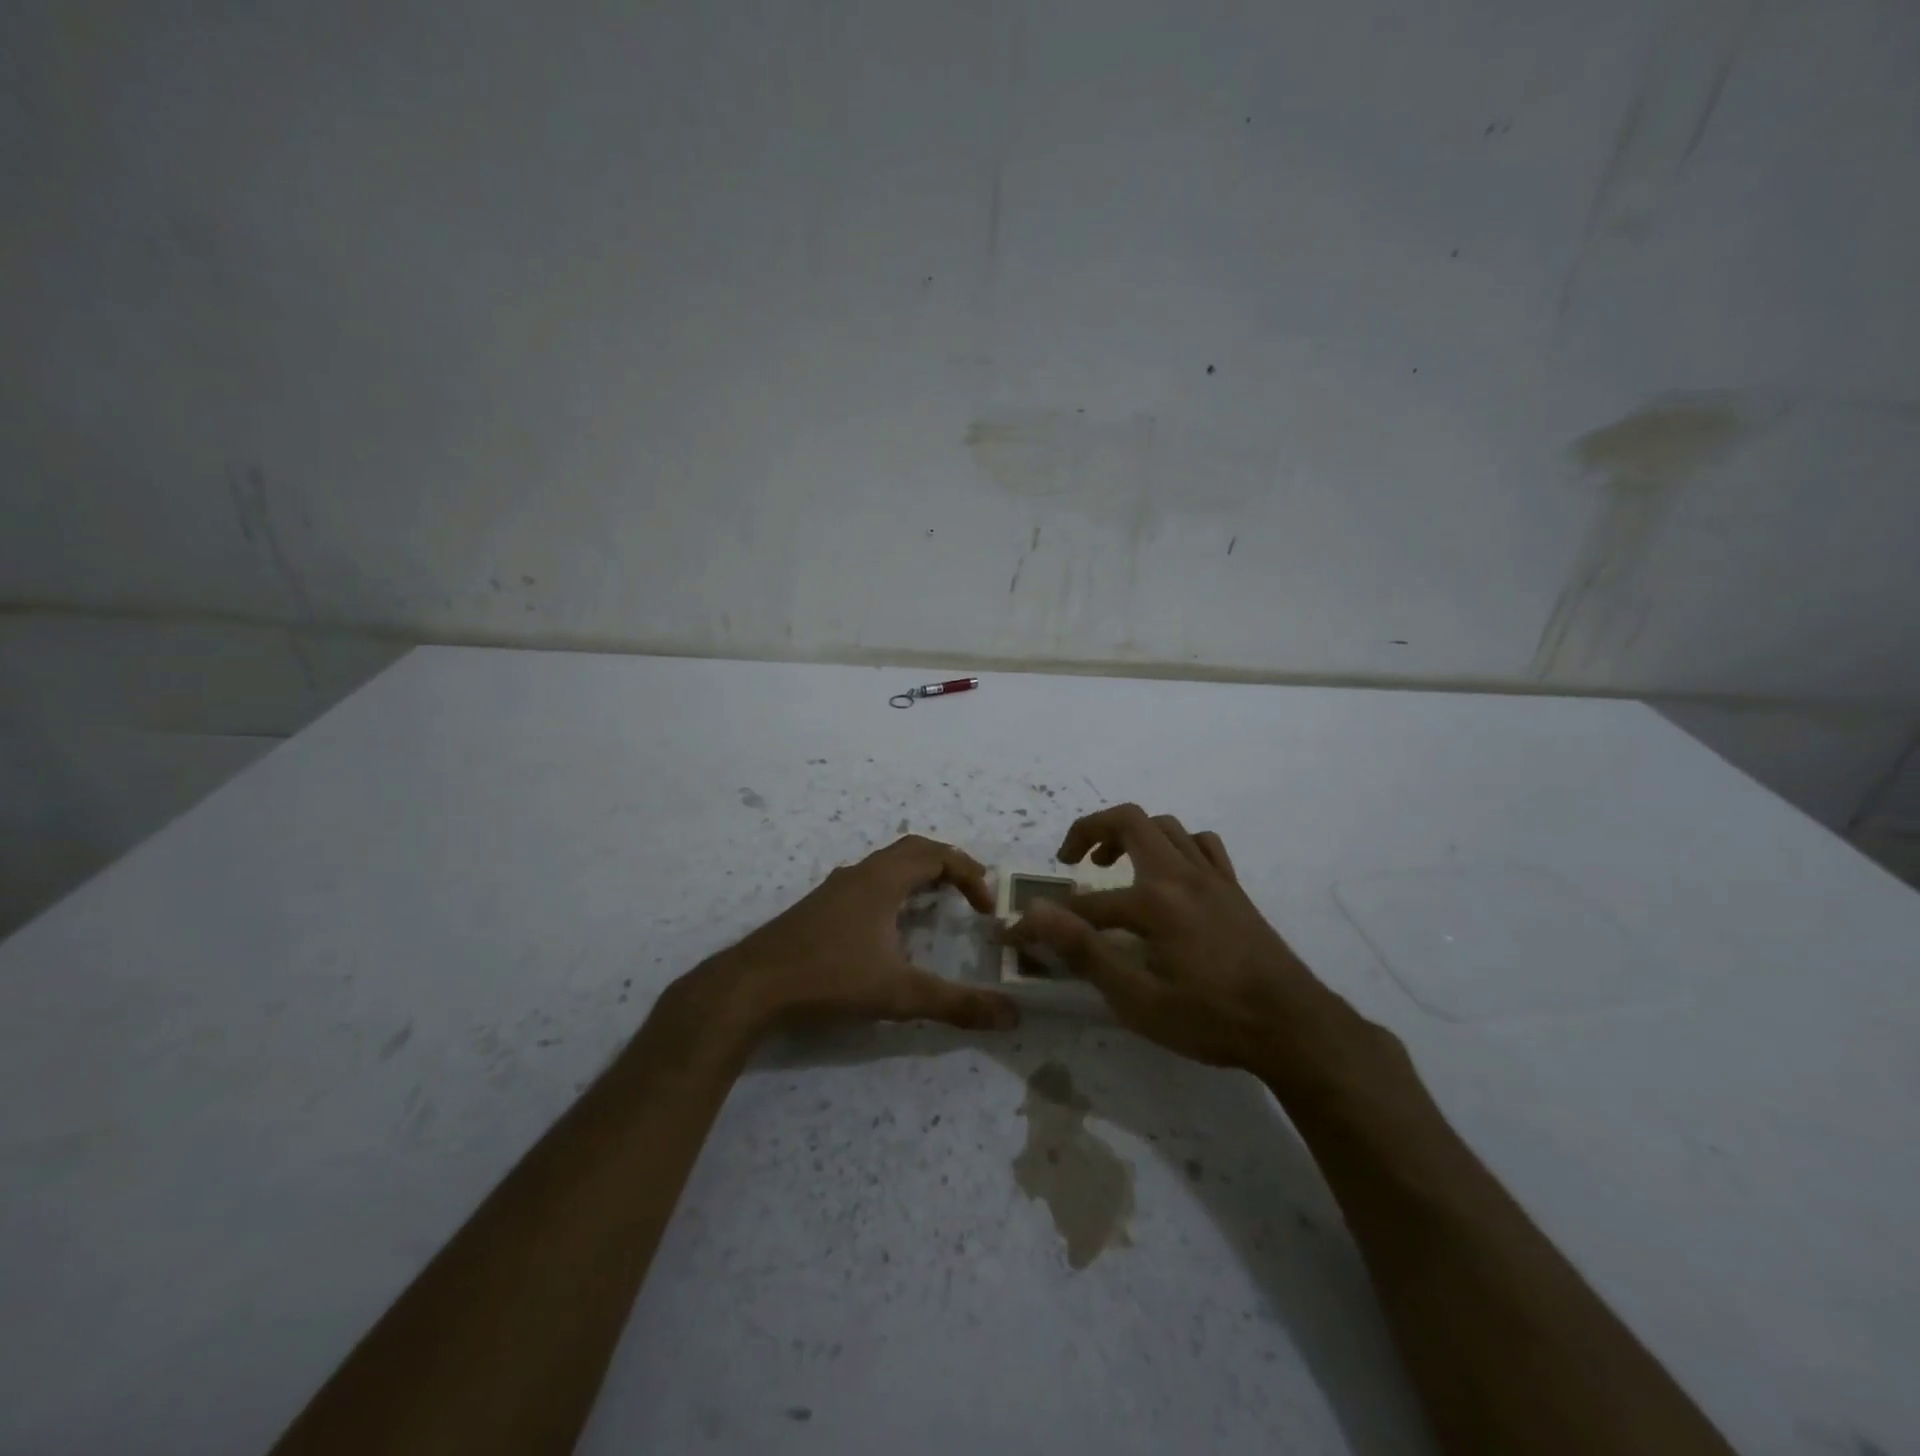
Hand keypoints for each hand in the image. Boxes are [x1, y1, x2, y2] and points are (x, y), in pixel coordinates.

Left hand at [699, 834, 1019, 1035]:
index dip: (969, 874)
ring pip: (887, 865)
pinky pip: (869, 881)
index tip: (986, 907)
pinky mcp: (819, 906)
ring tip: (938, 905)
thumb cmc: (829, 978)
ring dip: (919, 875)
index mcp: (883, 880)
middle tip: (971, 894)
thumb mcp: (899, 994)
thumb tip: (1011, 1015)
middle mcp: (860, 874)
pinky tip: (891, 926)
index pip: (937, 855)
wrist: (752, 985)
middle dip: (948, 866)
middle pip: (913, 850)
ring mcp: (836, 888)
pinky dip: (894, 889)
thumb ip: (956, 1004)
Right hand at [1006, 805, 1359, 1076]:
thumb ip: (1085, 951)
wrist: (1294, 1028)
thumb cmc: (1211, 1019)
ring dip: (1131, 834)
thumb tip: (1036, 915)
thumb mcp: (1139, 999)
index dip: (1047, 920)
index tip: (1020, 934)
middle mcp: (1181, 874)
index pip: (1084, 903)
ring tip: (1111, 864)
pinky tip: (1168, 872)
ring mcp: (1212, 876)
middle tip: (1070, 859)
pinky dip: (1177, 845)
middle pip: (1128, 821)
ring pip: (1166, 825)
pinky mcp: (1234, 888)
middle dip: (1089, 830)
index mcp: (1154, 901)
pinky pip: (1202, 845)